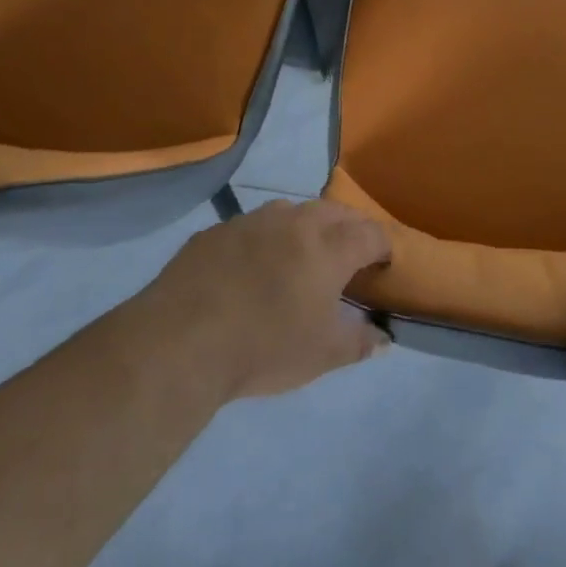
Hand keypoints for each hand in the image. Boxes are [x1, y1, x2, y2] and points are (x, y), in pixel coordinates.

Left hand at [144, 198, 391, 401]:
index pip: (370, 233)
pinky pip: (251, 226)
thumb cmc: (264, 347)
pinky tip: (252, 266)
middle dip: (349, 226)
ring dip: (305, 225)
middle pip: (334, 212)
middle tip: (350, 251)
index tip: (383, 261)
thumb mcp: (321, 355)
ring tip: (302, 252)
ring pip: (291, 211)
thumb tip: (384, 339)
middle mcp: (295, 222)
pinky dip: (264, 239)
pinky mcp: (216, 231)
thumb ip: (358, 342)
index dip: (382, 246)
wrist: (181, 341)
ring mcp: (252, 221)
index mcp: (328, 248)